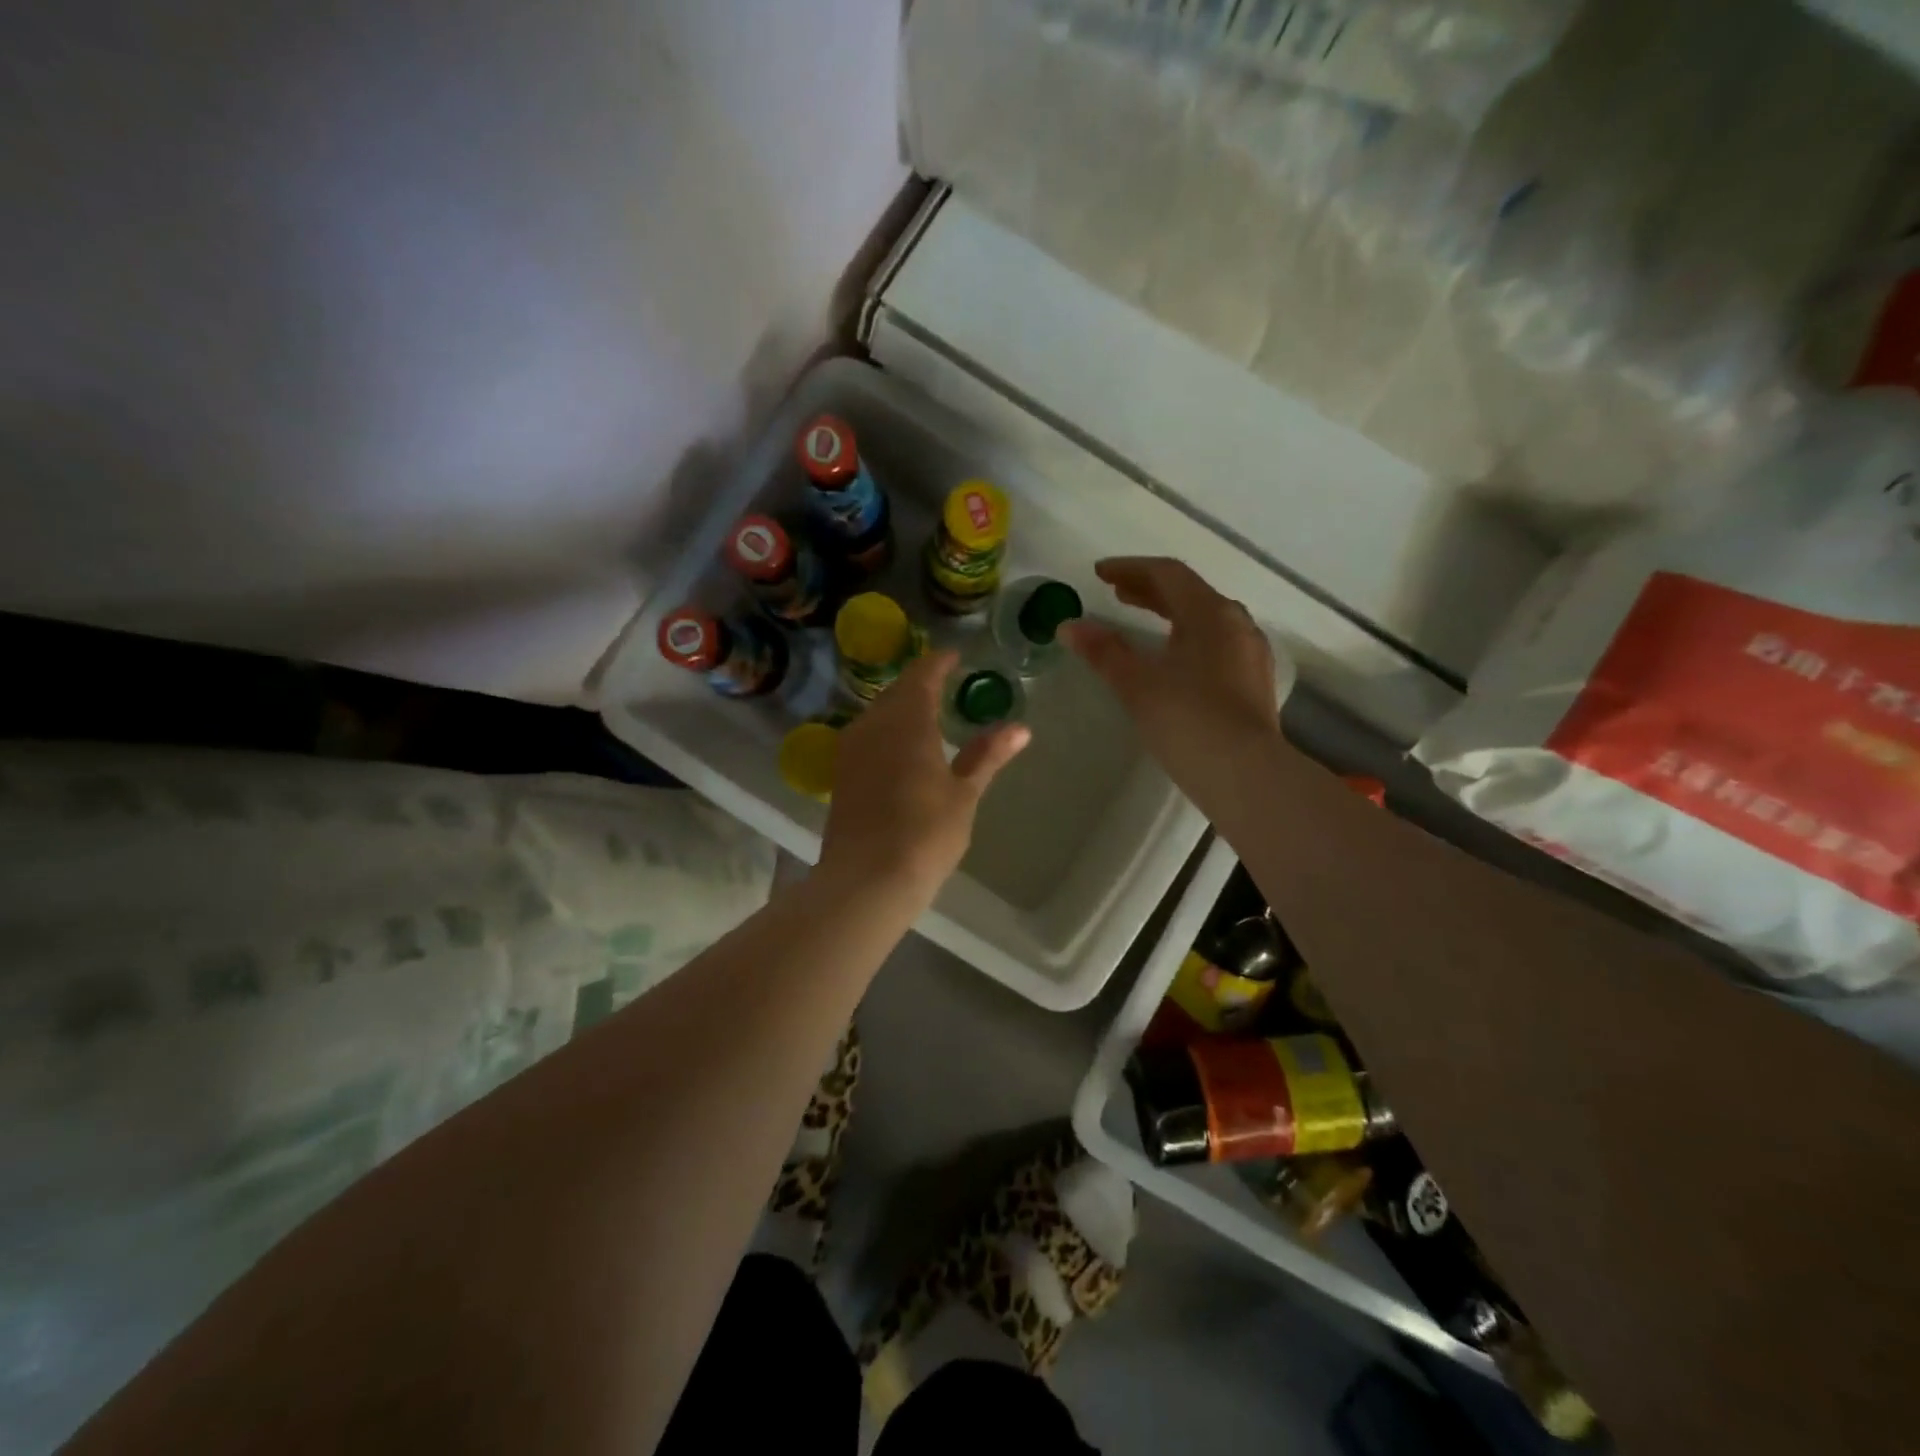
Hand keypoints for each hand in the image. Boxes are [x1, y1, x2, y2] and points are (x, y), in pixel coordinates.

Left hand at [817, 650, 1029, 910]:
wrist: (866, 879)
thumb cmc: (925, 833)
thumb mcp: (963, 794)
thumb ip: (987, 755)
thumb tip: (1020, 728)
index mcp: (907, 721)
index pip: (922, 676)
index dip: (939, 663)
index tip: (954, 656)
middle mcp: (873, 725)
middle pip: (896, 692)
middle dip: (920, 684)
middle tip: (944, 683)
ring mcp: (851, 749)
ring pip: (878, 713)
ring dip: (901, 707)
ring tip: (926, 713)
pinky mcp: (840, 774)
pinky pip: (866, 736)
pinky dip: (887, 731)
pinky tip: (900, 747)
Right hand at [1063, 558, 1285, 810]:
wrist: (1245, 776)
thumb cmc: (1188, 721)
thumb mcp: (1138, 684)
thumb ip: (1104, 651)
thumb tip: (1069, 626)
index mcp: (1211, 614)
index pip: (1168, 574)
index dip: (1130, 569)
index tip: (1099, 574)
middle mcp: (1237, 624)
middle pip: (1190, 593)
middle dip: (1149, 590)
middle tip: (1116, 593)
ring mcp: (1250, 654)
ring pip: (1206, 619)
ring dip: (1170, 613)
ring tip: (1142, 621)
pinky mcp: (1253, 682)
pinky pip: (1216, 643)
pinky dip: (1188, 637)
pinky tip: (1173, 658)